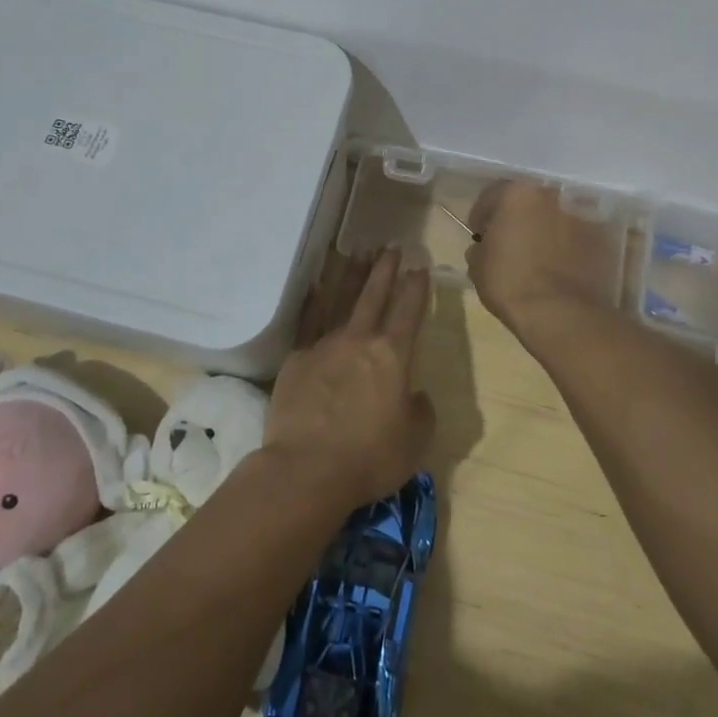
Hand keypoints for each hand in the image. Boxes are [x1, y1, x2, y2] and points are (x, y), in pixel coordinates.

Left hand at [267, 247, 435, 514]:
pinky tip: (315, 286)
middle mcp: (359, 340)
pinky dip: (313, 302)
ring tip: (356, 252)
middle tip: (390, 245)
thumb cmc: (370, 458)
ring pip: (340, 299)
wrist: (307, 470)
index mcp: (393, 356)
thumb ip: (420, 410)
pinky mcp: (297, 359)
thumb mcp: (415, 440)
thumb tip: (414, 394)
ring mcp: (324, 345)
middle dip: (385, 268)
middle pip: (374, 294)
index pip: (409, 311)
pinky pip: (308, 322)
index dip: (417, 287)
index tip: (420, 267)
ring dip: (351, 275)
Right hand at [466, 180, 618, 334]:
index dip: (481, 216)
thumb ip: (481, 247)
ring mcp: (580, 216)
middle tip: (508, 243)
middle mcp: (551, 195)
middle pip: (527, 202)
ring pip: (553, 218)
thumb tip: (485, 247)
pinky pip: (574, 237)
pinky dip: (565, 246)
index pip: (491, 195)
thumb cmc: (510, 283)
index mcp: (517, 193)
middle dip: (516, 218)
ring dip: (543, 230)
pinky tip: (556, 267)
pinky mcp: (599, 239)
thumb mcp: (477, 265)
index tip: (479, 235)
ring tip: (535, 256)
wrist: (560, 313)